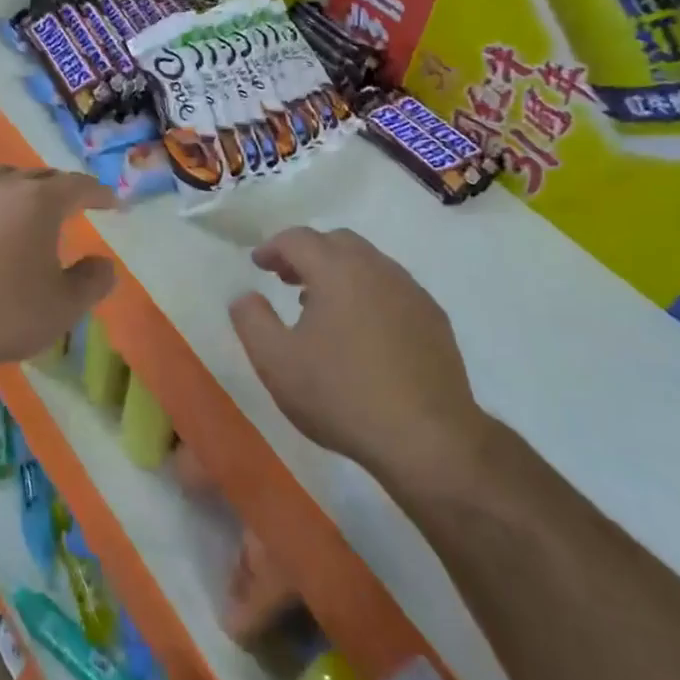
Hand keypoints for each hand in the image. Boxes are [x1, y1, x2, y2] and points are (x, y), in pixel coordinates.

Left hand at [0, 166, 116, 372]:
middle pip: (40, 176)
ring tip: (33, 209)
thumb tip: (104, 264)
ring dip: (25, 189)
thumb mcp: (63, 306)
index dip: (99, 193)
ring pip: (4, 180)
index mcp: (38, 200)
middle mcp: (2, 187)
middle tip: (77, 204)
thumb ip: (92, 282)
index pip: (77, 185)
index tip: (113, 203)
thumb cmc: (2, 310)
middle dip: (62, 188)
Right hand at [228, 227, 487, 473]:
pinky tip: (362, 331)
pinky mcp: (434, 319)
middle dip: (308, 253)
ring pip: (369, 263)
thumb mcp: (276, 362)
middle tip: (288, 279)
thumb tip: (245, 295)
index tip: (258, 264)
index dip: (273, 247)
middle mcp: (377, 269)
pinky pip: (393, 289)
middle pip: (337, 242)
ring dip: (339, 272)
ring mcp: (411, 292)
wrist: (428, 440)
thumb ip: (251, 320)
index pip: (298, 238)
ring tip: (322, 306)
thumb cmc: (341, 395)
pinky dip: (368, 293)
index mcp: (337, 270)